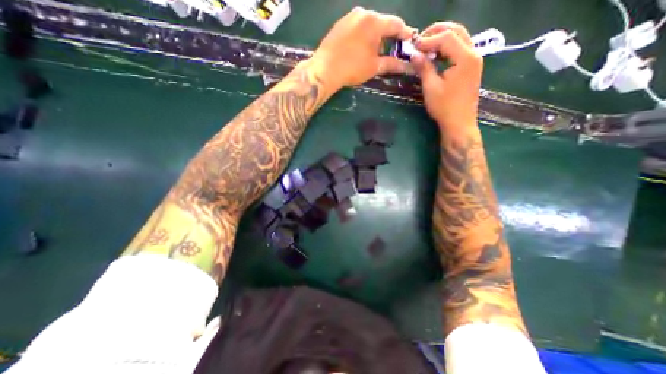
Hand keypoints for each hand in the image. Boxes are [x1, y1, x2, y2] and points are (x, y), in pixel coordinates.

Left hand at [308, 6, 414, 88]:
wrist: (325, 69)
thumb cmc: (352, 68)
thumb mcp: (374, 67)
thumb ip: (391, 64)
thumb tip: (405, 66)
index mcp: (374, 21)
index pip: (396, 24)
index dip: (404, 33)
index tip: (409, 41)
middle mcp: (363, 13)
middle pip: (382, 23)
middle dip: (388, 36)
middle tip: (392, 50)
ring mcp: (350, 17)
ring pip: (369, 25)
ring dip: (375, 37)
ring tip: (374, 53)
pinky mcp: (340, 23)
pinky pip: (357, 27)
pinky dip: (363, 36)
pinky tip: (361, 49)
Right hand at [414, 22, 482, 129]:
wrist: (459, 123)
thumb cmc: (444, 107)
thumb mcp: (431, 88)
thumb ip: (424, 68)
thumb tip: (414, 54)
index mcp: (465, 58)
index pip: (447, 37)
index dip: (428, 39)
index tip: (413, 45)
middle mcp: (473, 53)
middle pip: (456, 31)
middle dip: (437, 32)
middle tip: (419, 40)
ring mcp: (474, 60)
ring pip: (459, 38)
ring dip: (442, 39)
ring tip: (425, 46)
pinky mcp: (471, 67)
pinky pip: (459, 49)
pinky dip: (446, 48)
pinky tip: (435, 55)